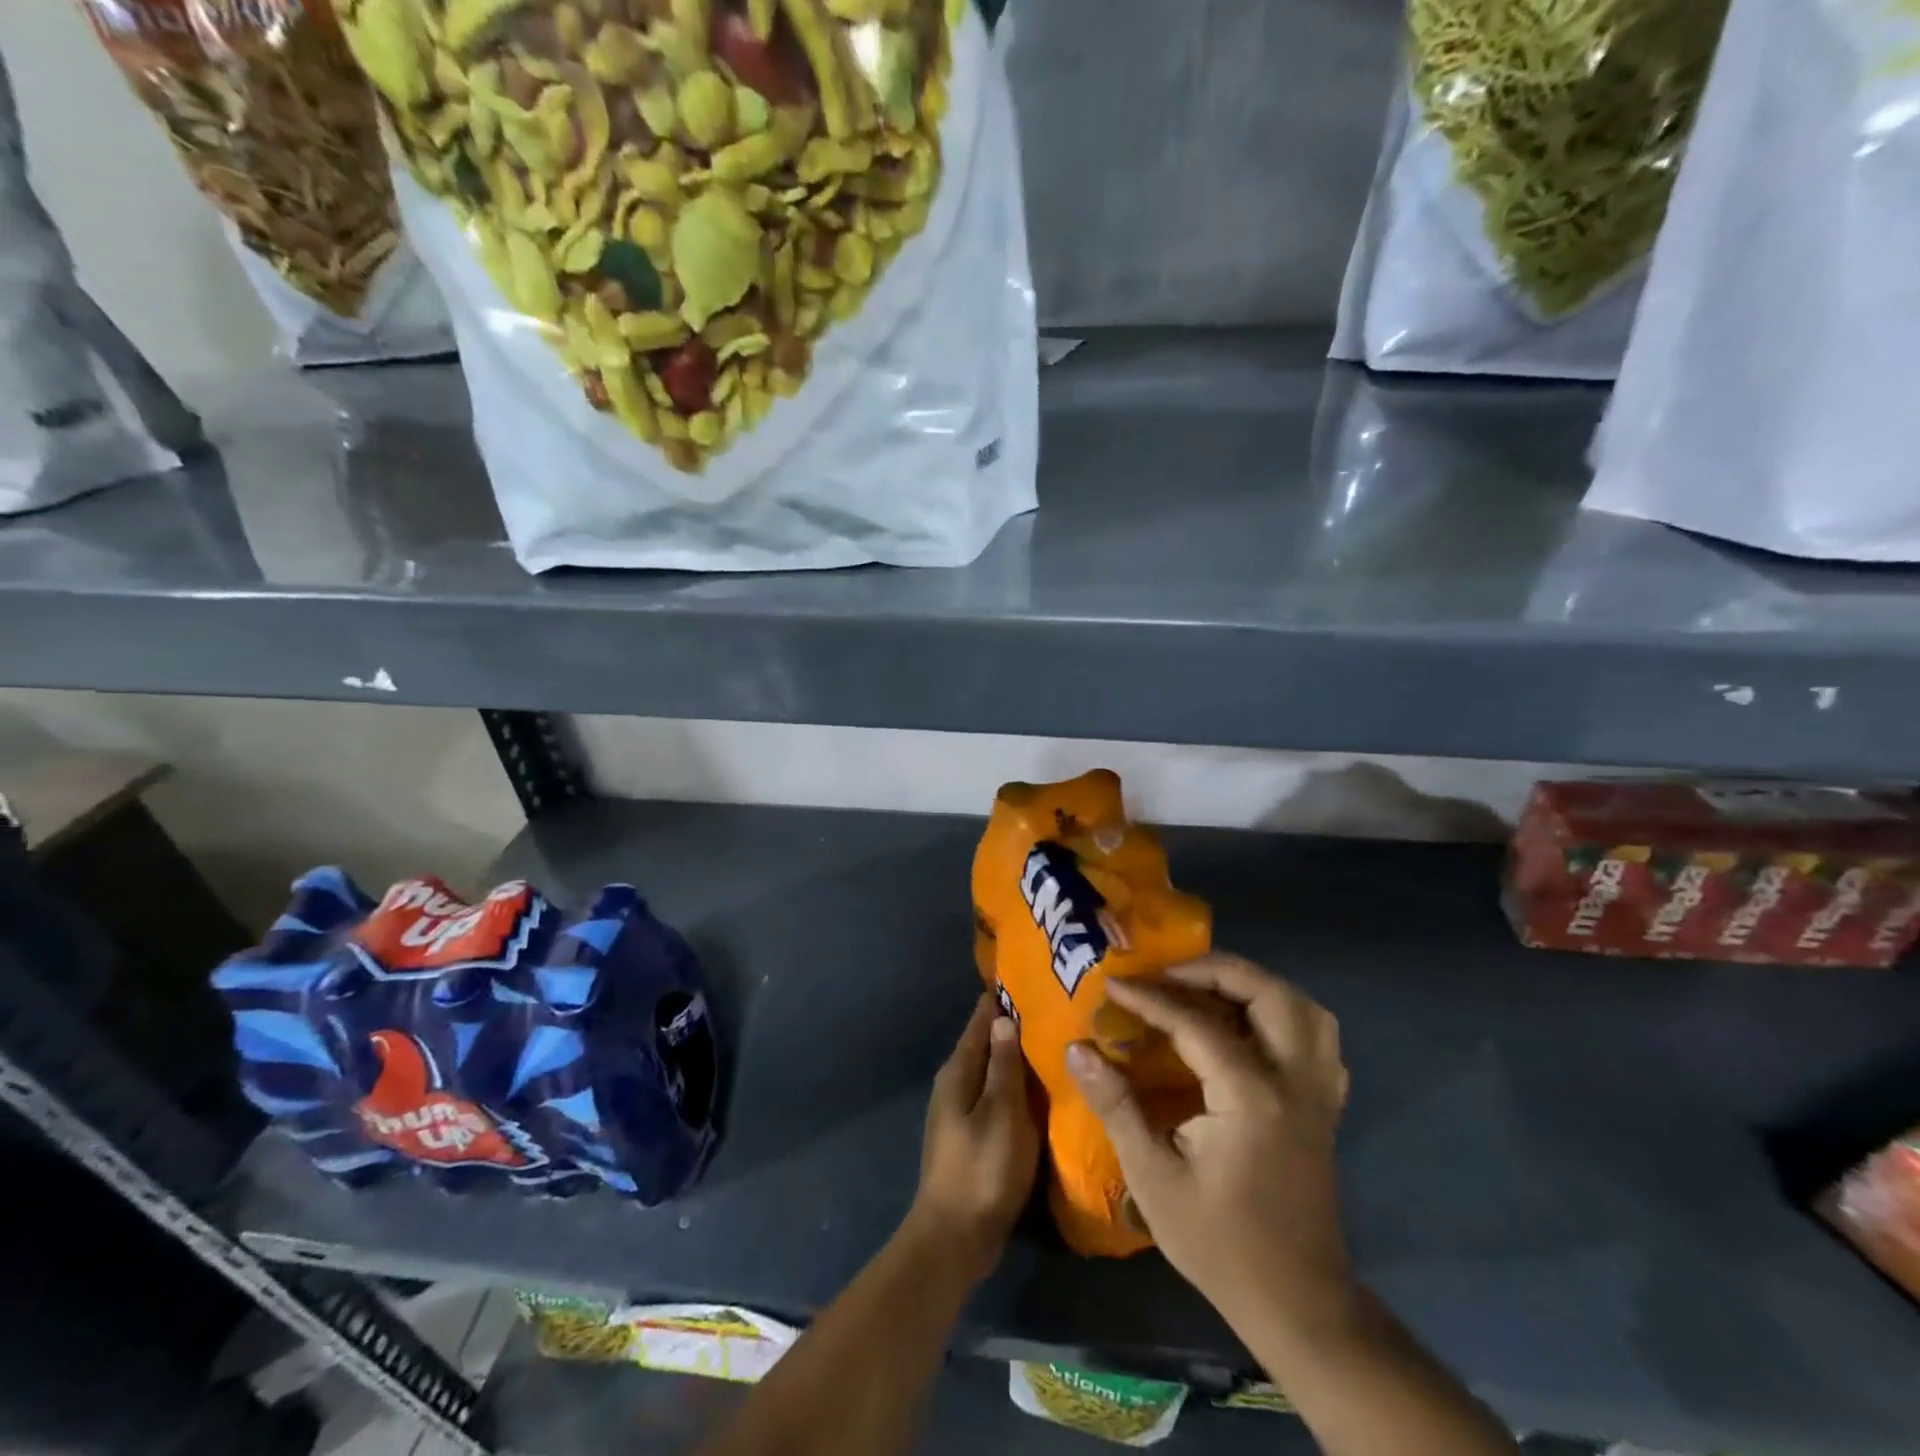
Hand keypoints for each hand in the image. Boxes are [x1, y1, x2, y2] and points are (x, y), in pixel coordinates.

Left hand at [910, 994, 1039, 1280]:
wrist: (955, 1237)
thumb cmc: (982, 1168)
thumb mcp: (1001, 1111)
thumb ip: (1003, 1065)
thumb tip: (1003, 1016)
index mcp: (958, 1070)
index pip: (981, 1020)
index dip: (1002, 999)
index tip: (1032, 978)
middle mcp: (955, 1083)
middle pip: (986, 1044)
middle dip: (1013, 1026)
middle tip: (1054, 1008)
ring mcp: (961, 1111)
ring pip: (993, 1071)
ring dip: (1016, 1058)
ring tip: (1053, 1043)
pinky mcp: (973, 1135)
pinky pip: (996, 1097)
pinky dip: (1015, 1087)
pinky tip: (1040, 1090)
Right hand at [1066, 954, 1352, 1335]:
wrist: (1297, 1303)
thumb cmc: (1219, 1242)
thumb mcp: (1153, 1177)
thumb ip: (1117, 1105)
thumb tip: (1077, 1049)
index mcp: (1250, 1096)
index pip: (1196, 1022)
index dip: (1150, 998)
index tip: (1113, 984)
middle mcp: (1293, 1081)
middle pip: (1265, 993)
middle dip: (1212, 970)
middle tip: (1167, 975)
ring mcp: (1317, 1092)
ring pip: (1301, 1007)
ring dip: (1254, 985)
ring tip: (1207, 989)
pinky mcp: (1324, 1106)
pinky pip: (1318, 1038)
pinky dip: (1284, 1015)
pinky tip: (1250, 1027)